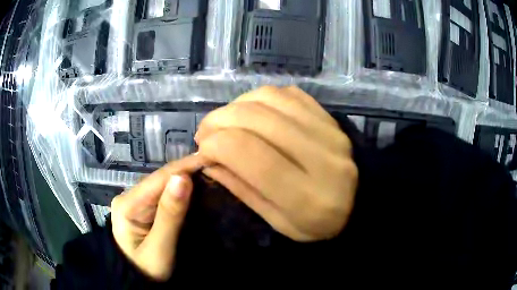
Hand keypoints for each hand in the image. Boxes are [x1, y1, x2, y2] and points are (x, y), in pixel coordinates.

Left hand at [110, 155, 207, 280]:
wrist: (139, 283)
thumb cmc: (148, 271)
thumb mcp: (160, 249)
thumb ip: (169, 215)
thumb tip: (183, 178)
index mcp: (126, 204)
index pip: (158, 179)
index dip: (185, 167)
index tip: (212, 158)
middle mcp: (129, 197)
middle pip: (160, 180)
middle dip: (187, 171)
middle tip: (217, 165)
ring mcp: (136, 203)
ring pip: (163, 186)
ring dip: (186, 180)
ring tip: (211, 171)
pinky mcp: (144, 210)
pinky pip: (164, 196)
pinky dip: (181, 192)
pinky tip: (196, 186)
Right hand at [196, 86, 357, 241]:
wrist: (362, 204)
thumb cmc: (319, 224)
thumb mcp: (279, 222)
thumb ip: (243, 190)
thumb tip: (209, 160)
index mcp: (306, 195)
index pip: (247, 152)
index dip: (215, 144)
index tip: (202, 150)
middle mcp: (320, 155)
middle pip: (255, 118)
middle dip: (218, 121)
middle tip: (205, 134)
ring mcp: (328, 130)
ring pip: (269, 98)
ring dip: (235, 105)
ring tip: (225, 122)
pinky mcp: (330, 117)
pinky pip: (288, 94)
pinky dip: (259, 97)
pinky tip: (251, 112)